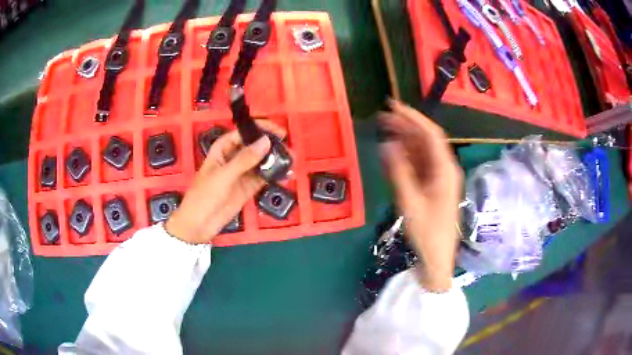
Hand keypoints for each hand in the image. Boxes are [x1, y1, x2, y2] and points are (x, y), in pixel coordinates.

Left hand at [165, 121, 285, 243]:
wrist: (200, 223)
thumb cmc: (205, 195)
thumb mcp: (224, 175)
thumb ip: (245, 159)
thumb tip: (266, 141)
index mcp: (224, 147)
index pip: (245, 131)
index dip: (262, 129)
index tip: (280, 133)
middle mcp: (234, 156)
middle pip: (256, 145)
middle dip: (272, 145)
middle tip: (289, 150)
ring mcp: (242, 172)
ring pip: (262, 161)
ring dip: (276, 160)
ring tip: (292, 161)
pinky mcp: (249, 187)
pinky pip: (264, 177)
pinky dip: (274, 175)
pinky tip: (286, 175)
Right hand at [379, 100, 462, 292]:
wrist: (437, 257)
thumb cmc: (427, 232)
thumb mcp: (410, 202)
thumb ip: (399, 172)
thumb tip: (388, 144)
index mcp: (445, 170)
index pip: (430, 134)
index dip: (412, 117)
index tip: (393, 106)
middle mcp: (444, 168)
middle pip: (425, 140)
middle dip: (405, 126)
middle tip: (382, 117)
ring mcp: (439, 177)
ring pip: (421, 151)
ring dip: (404, 139)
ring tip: (384, 129)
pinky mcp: (433, 186)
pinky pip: (419, 165)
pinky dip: (406, 157)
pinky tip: (392, 152)